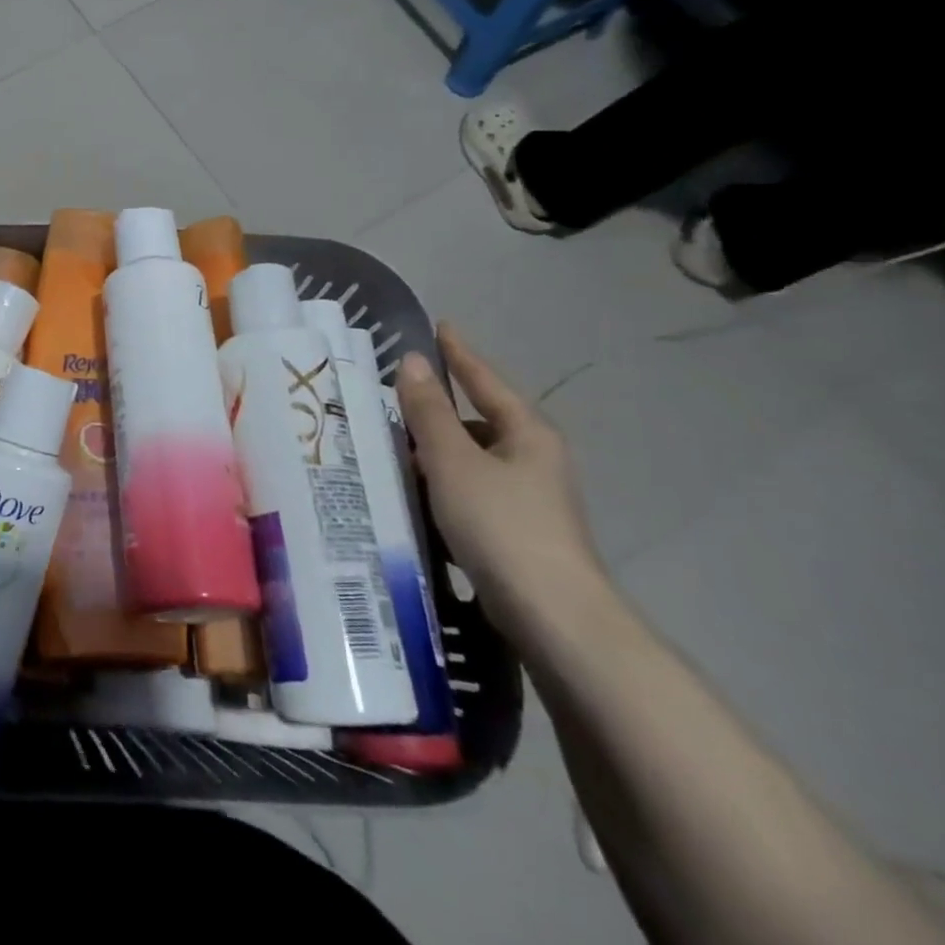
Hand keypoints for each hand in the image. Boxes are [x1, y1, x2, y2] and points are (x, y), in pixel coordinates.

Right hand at [395, 324, 607, 639]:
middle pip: (479, 420)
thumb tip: (411, 361)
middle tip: (394, 394)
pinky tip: (413, 492)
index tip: (440, 327)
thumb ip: (429, 411)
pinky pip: (470, 490)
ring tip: (391, 443)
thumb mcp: (453, 461)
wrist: (553, 617)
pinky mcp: (517, 531)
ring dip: (436, 449)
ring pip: (472, 458)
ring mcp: (529, 498)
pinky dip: (442, 483)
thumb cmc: (502, 525)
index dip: (460, 354)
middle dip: (439, 408)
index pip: (486, 380)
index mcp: (527, 433)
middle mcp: (534, 459)